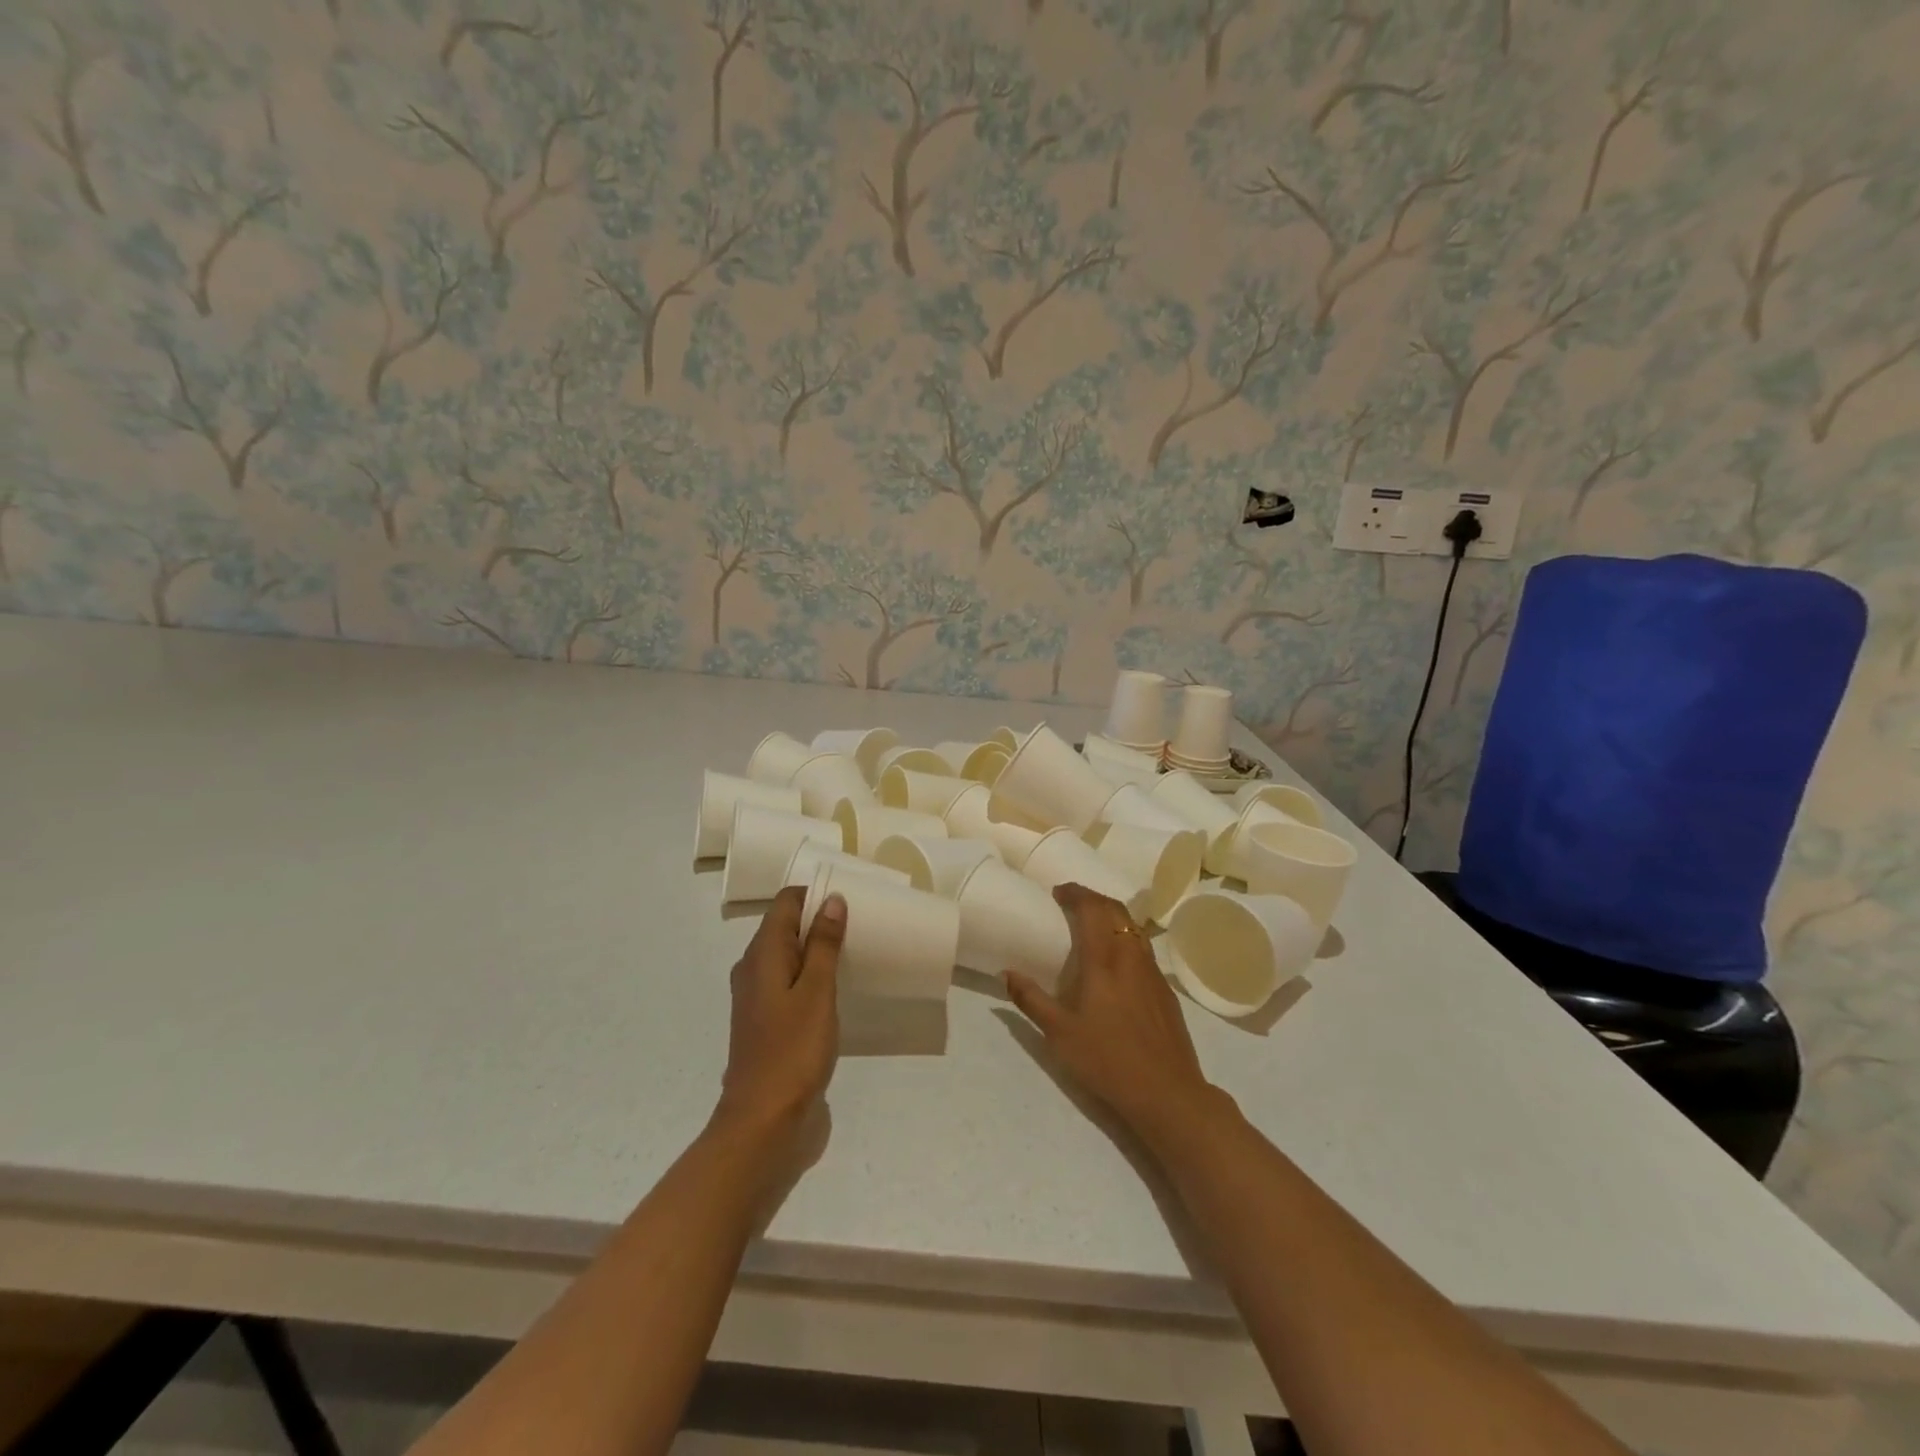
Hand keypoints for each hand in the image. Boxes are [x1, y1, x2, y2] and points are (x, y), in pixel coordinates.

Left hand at [715, 886, 846, 1142]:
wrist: (765, 1126)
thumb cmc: (792, 1051)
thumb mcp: (816, 991)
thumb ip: (823, 944)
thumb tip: (830, 899)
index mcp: (761, 956)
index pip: (784, 904)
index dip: (815, 894)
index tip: (851, 898)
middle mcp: (754, 971)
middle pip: (786, 929)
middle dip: (820, 921)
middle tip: (862, 923)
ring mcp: (760, 1001)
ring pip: (790, 959)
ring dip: (819, 952)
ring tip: (858, 953)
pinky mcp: (771, 1027)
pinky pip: (792, 988)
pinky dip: (814, 980)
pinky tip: (841, 992)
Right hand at [1005, 884, 1223, 1148]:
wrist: (1167, 1093)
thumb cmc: (1107, 1060)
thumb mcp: (1059, 1034)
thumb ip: (1031, 1000)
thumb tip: (1006, 973)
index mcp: (1104, 960)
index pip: (1092, 908)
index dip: (1075, 893)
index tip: (1058, 892)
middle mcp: (1131, 956)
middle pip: (1116, 910)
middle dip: (1093, 898)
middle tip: (1072, 902)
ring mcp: (1153, 972)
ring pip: (1133, 927)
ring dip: (1112, 916)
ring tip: (1092, 925)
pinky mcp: (1165, 990)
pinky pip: (1143, 948)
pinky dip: (1126, 937)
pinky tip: (1117, 960)